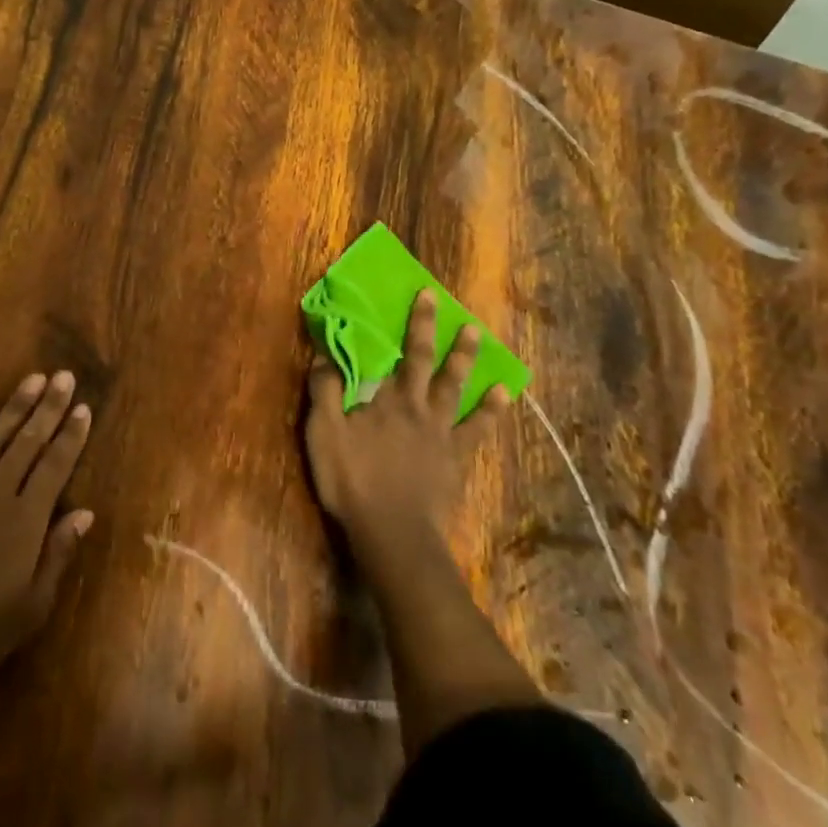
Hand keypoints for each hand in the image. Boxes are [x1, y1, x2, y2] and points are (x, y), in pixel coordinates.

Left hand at [0, 370, 95, 708]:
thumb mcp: (31, 607)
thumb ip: (58, 554)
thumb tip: (85, 512)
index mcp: (25, 521)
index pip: (56, 465)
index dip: (71, 435)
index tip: (83, 408)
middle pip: (28, 441)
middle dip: (48, 406)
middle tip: (64, 376)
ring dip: (15, 406)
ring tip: (33, 378)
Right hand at [304, 292, 538, 755]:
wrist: (392, 531)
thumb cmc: (353, 481)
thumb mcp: (323, 434)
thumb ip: (325, 392)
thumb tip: (325, 356)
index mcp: (387, 400)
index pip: (400, 353)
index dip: (412, 324)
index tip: (423, 295)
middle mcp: (419, 408)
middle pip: (431, 364)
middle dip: (436, 332)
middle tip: (448, 305)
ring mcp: (442, 434)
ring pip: (459, 390)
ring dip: (467, 362)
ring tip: (479, 338)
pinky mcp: (456, 460)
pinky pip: (477, 430)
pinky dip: (491, 412)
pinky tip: (504, 397)